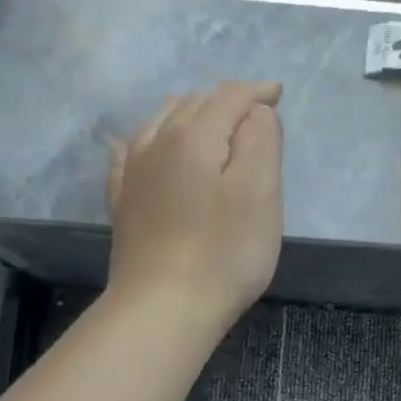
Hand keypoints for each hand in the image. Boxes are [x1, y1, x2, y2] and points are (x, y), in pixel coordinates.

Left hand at [106, 80, 282, 332]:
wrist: (163, 307)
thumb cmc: (224, 251)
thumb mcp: (260, 191)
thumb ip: (261, 139)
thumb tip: (254, 112)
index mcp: (194, 135)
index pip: (229, 98)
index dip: (256, 92)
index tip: (277, 93)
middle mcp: (156, 142)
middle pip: (194, 104)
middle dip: (225, 101)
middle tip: (252, 112)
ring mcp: (133, 172)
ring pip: (161, 122)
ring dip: (189, 113)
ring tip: (208, 120)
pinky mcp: (122, 201)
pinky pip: (131, 152)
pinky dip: (149, 140)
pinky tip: (142, 144)